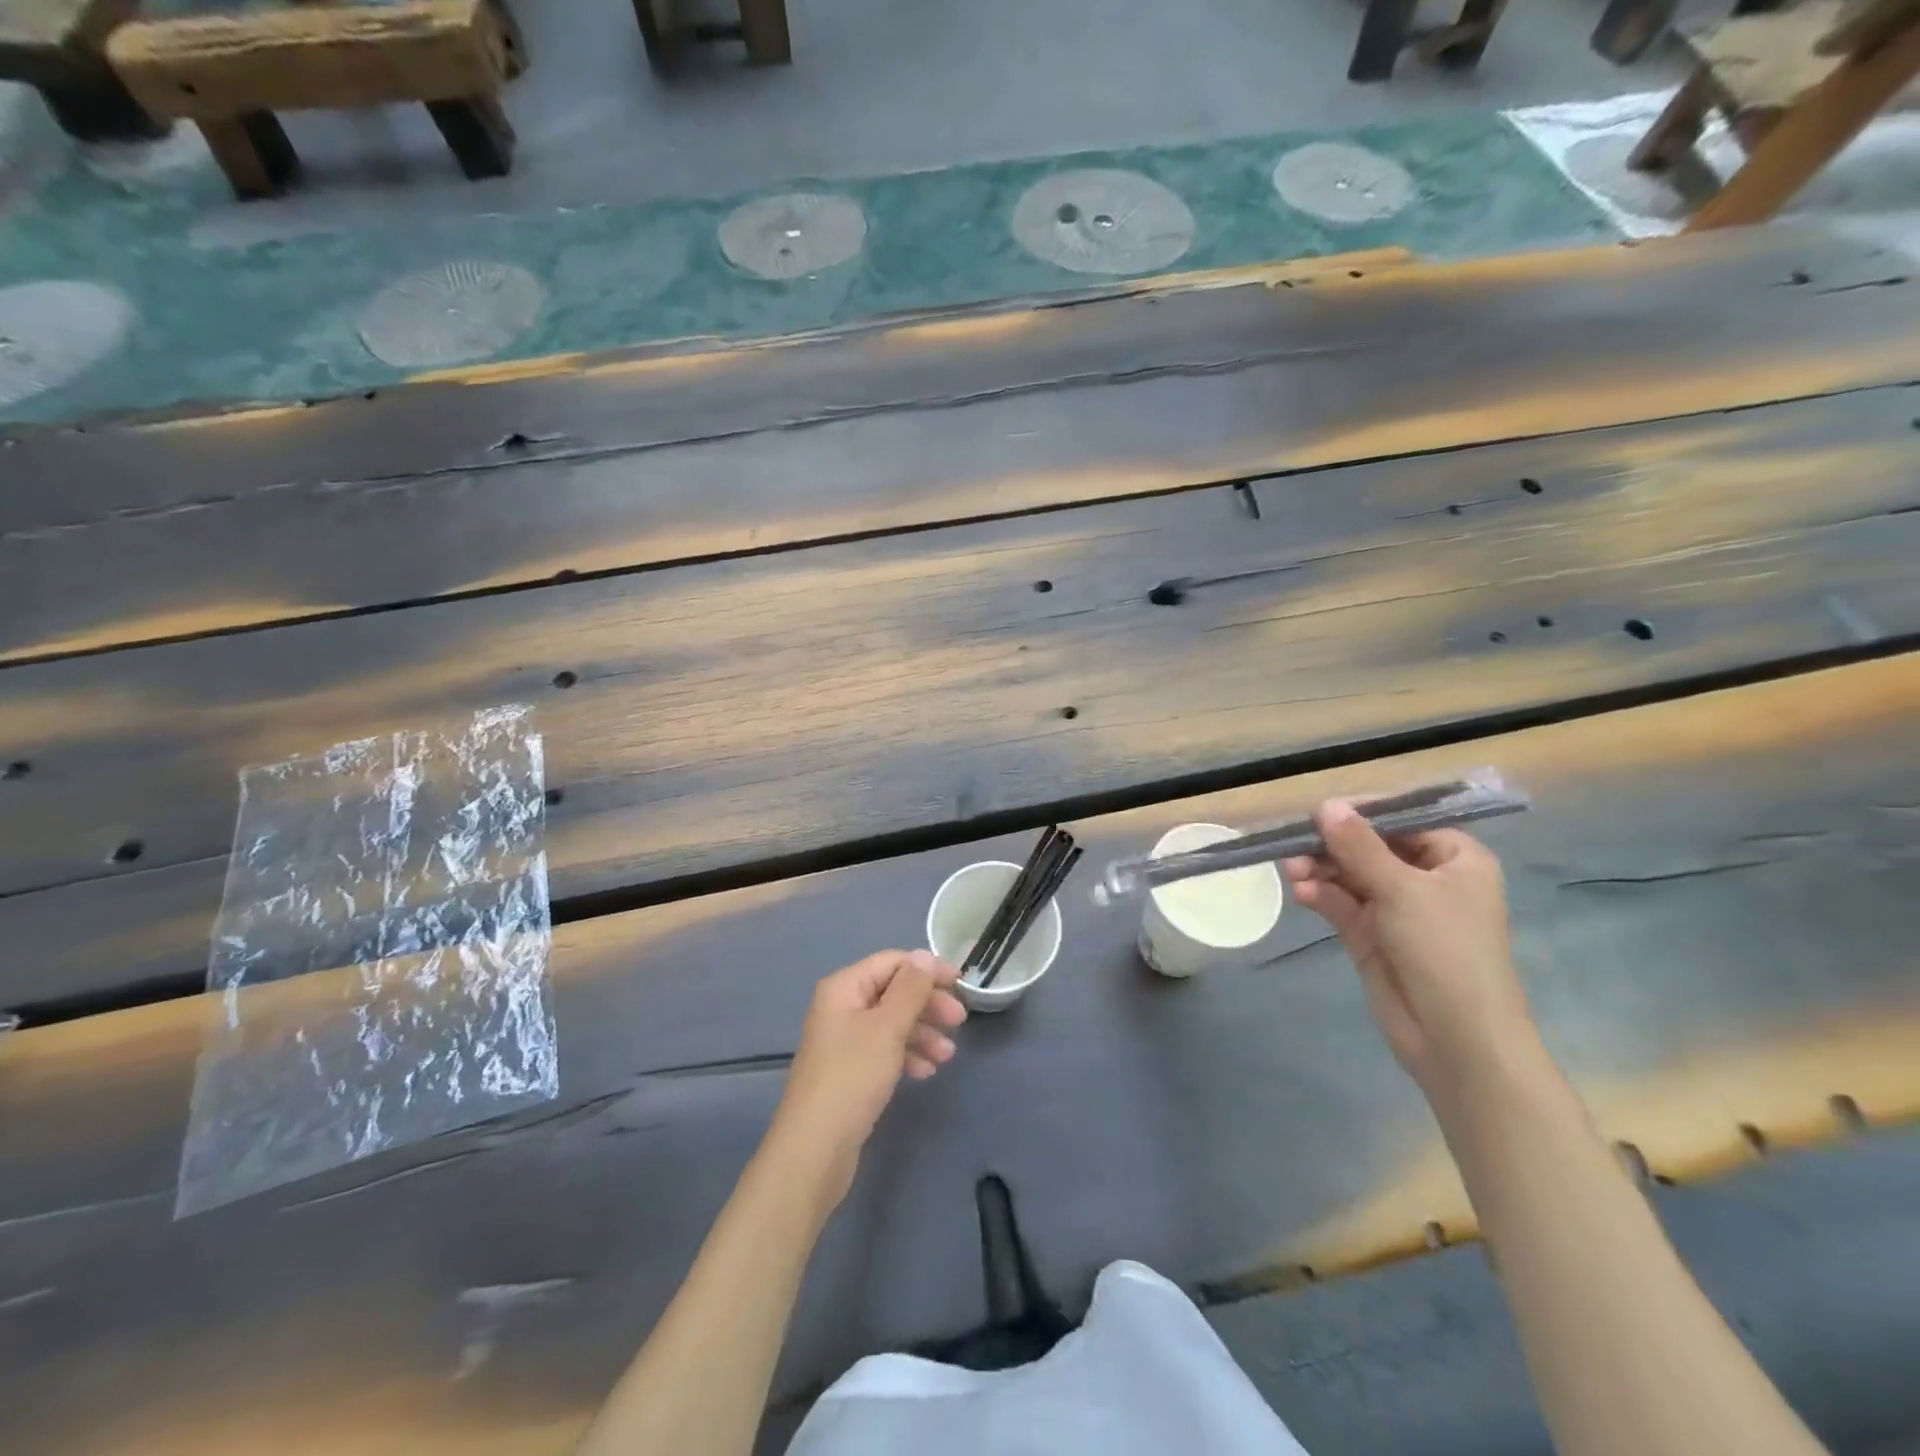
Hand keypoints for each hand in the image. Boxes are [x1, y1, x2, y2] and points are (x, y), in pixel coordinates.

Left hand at [767, 949, 966, 1206]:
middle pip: (893, 992)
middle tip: (959, 1021)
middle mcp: (841, 1007)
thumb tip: (924, 954)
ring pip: (892, 1023)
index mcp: (844, 988)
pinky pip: (884, 1049)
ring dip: (922, 1032)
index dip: (927, 969)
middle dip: (927, 1004)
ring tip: (947, 1056)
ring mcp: (844, 1040)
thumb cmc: (853, 1077)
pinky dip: (907, 1054)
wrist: (815, 1149)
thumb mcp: (887, 1027)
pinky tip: (926, 1071)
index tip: (960, 983)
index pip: (892, 962)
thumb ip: (910, 989)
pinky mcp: (850, 1070)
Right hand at [1282, 802, 1536, 1103]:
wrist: (1456, 1037)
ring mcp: (1397, 909)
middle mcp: (1427, 878)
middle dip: (1332, 846)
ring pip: (1350, 875)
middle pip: (1370, 847)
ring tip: (1291, 871)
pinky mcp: (1372, 935)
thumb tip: (1325, 805)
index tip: (1321, 811)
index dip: (1361, 813)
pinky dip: (1321, 895)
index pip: (1403, 820)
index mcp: (1455, 858)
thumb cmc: (1445, 949)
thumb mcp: (1402, 888)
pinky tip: (1301, 893)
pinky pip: (1341, 904)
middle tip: (1295, 843)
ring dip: (1320, 870)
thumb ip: (1359, 846)